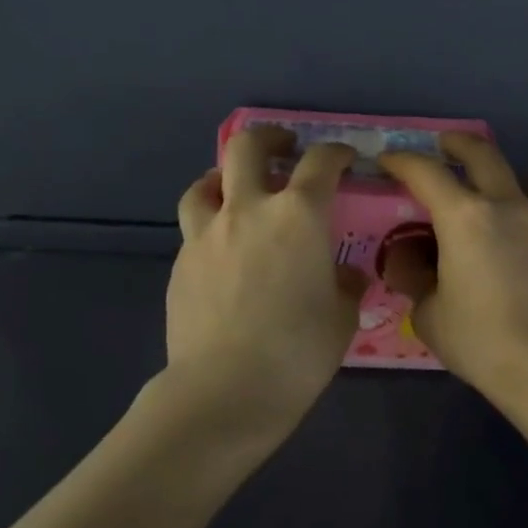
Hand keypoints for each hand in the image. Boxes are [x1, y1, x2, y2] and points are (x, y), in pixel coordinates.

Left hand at [167, 127, 365, 431]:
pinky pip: (195, 228)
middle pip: (248, 146)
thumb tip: (345, 276)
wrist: (225, 390)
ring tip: (236, 191)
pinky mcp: (181, 263)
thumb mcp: (342, 316)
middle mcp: (249, 210)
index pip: (320, 161)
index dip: (336, 152)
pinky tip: (223, 252)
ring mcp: (207, 234)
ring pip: (205, 183)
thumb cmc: (299, 350)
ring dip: (225, 178)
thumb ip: (346, 285)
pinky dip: (211, 225)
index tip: (345, 158)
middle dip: (269, 137)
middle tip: (283, 147)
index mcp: (299, 215)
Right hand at [377, 134, 527, 391]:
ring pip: (519, 173)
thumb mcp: (429, 313)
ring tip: (484, 186)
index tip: (388, 160)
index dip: (402, 161)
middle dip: (456, 143)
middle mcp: (503, 204)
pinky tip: (511, 223)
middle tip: (441, 146)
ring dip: (496, 169)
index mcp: (464, 217)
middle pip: (481, 153)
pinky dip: (522, 197)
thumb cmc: (480, 339)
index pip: (426, 172)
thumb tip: (410, 263)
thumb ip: (414, 279)